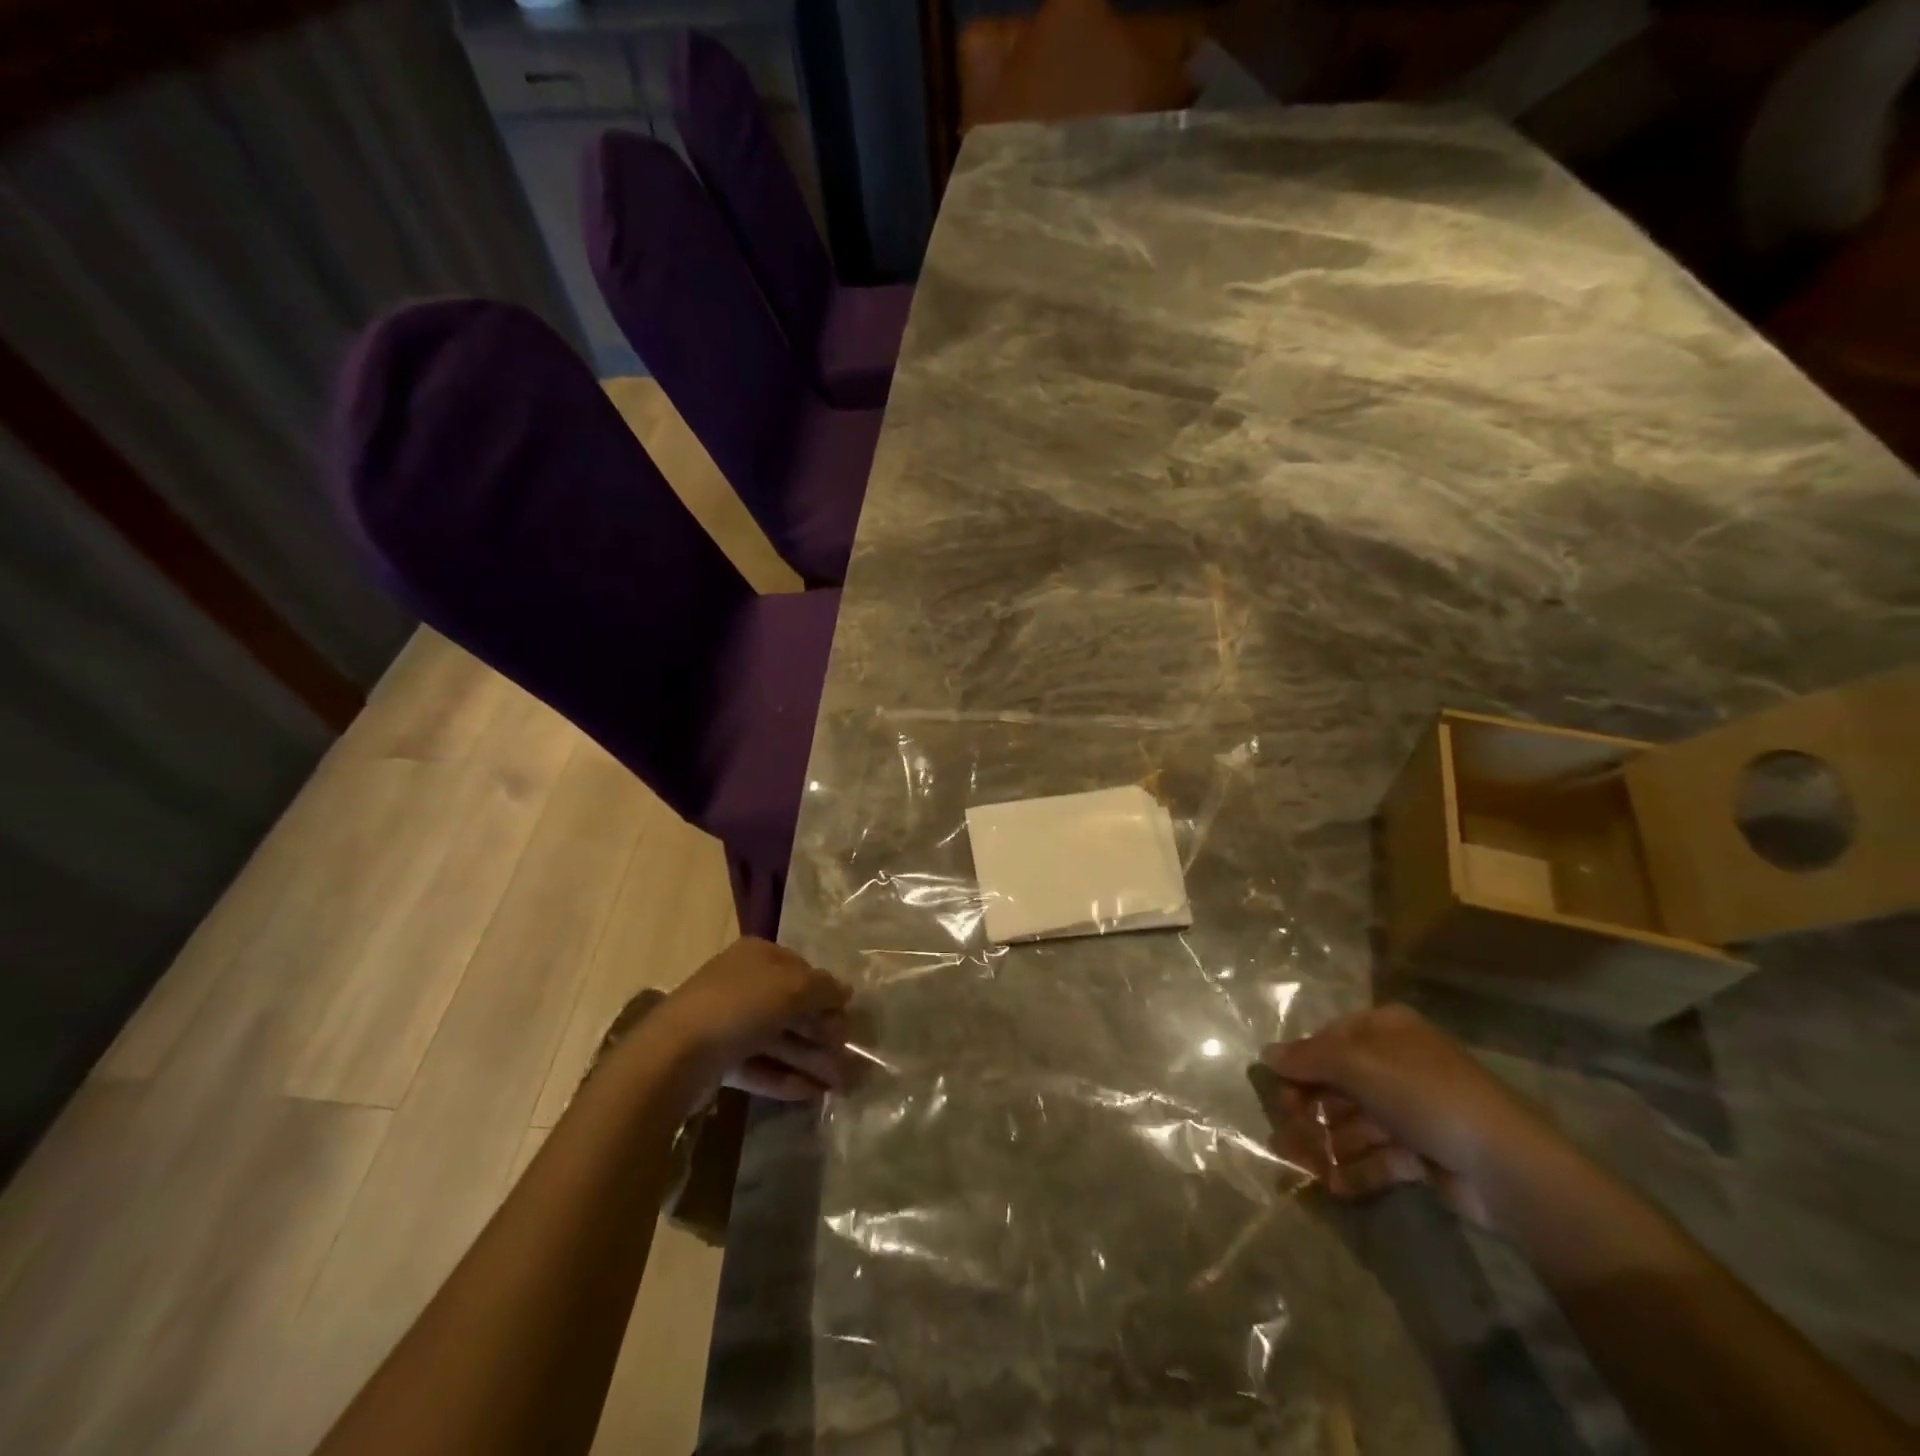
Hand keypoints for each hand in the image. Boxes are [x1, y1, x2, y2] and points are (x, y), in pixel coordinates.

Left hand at [658, 938, 853, 1100]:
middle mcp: (743, 983)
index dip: (827, 995)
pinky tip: (810, 1093)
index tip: (847, 1021)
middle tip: (849, 1062)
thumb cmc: (739, 1006)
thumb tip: (846, 991)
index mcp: (759, 956)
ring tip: (838, 1086)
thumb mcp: (793, 988)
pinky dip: (784, 1077)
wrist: (674, 1055)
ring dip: (810, 1060)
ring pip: (778, 1039)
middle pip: (792, 1008)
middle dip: (822, 1035)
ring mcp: (728, 1022)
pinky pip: (759, 1065)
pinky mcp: (718, 1058)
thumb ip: (824, 989)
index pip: (803, 971)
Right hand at [1257, 1004, 1565, 1225]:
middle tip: (1288, 1131)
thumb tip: (1267, 1055)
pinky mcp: (1425, 1151)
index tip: (1277, 1089)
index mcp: (1388, 1030)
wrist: (1505, 1165)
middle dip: (1312, 1108)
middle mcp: (1399, 1063)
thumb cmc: (1423, 1095)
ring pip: (1357, 1121)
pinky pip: (1379, 1155)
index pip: (1331, 1039)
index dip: (1302, 1063)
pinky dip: (1356, 1168)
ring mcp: (1414, 1109)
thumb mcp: (1357, 1066)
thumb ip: (1308, 1059)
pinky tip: (1335, 1185)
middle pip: (1341, 1082)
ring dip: (1329, 1142)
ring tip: (1306, 1166)